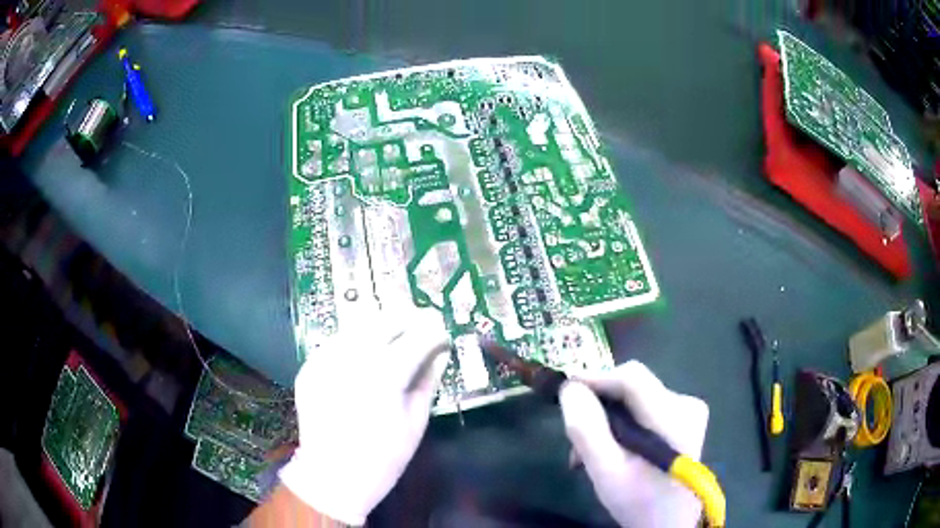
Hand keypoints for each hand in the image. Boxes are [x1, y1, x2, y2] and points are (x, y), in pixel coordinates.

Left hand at [278, 308, 450, 525]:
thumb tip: (440, 352)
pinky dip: (354, 342)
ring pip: (357, 326)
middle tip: (420, 326)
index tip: (442, 333)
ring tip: (393, 336)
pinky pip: (336, 343)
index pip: (417, 337)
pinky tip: (363, 355)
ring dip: (379, 326)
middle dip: (407, 319)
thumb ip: (428, 380)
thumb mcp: (415, 422)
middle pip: (385, 321)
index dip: (434, 332)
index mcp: (385, 375)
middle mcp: (353, 358)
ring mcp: (326, 360)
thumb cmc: (383, 458)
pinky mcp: (310, 367)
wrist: (331, 476)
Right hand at [559, 361, 708, 527]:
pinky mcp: (684, 418)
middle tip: (576, 439)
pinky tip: (612, 447)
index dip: (596, 377)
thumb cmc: (638, 501)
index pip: (632, 377)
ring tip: (589, 451)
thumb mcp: (606, 471)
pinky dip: (622, 423)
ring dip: (607, 418)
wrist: (668, 522)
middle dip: (599, 406)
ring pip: (635, 398)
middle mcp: (687, 403)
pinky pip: (644, 407)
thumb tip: (571, 388)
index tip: (566, 391)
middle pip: (632, 387)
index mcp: (675, 417)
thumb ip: (587, 430)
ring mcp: (688, 410)